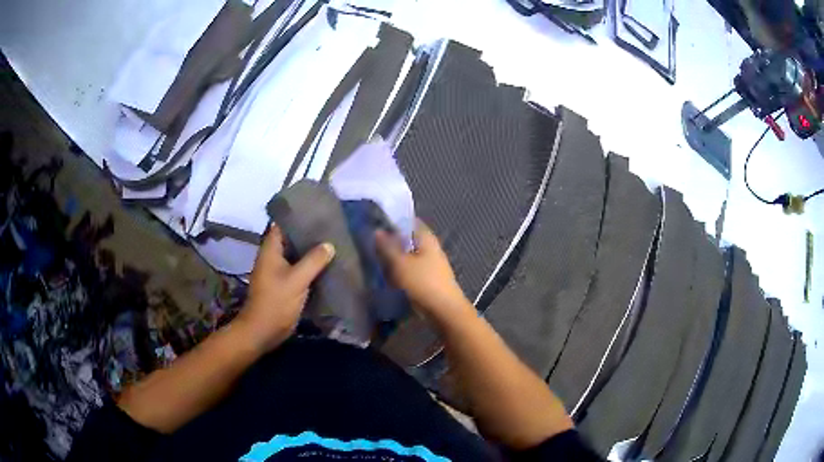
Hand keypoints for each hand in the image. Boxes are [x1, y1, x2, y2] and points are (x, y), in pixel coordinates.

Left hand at [236, 224, 334, 351]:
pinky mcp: (284, 285)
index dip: (297, 216)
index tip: (316, 211)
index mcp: (270, 251)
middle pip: (290, 239)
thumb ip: (313, 261)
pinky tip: (327, 265)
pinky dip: (310, 267)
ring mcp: (278, 272)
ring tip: (332, 243)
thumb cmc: (276, 302)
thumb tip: (329, 244)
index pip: (281, 225)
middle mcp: (273, 258)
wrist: (264, 330)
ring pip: (296, 255)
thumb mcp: (296, 280)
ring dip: (310, 251)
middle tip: (330, 227)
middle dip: (308, 234)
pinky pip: (298, 270)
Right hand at [376, 220, 471, 323]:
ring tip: (378, 262)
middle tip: (373, 246)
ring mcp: (433, 264)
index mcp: (427, 238)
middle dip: (393, 242)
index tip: (376, 226)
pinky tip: (391, 278)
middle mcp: (432, 248)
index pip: (409, 221)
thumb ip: (387, 247)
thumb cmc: (422, 283)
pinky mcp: (431, 279)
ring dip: (396, 259)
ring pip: (410, 256)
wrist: (445, 311)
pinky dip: (402, 271)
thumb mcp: (399, 263)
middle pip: (409, 240)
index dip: (393, 222)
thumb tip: (378, 231)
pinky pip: (413, 270)